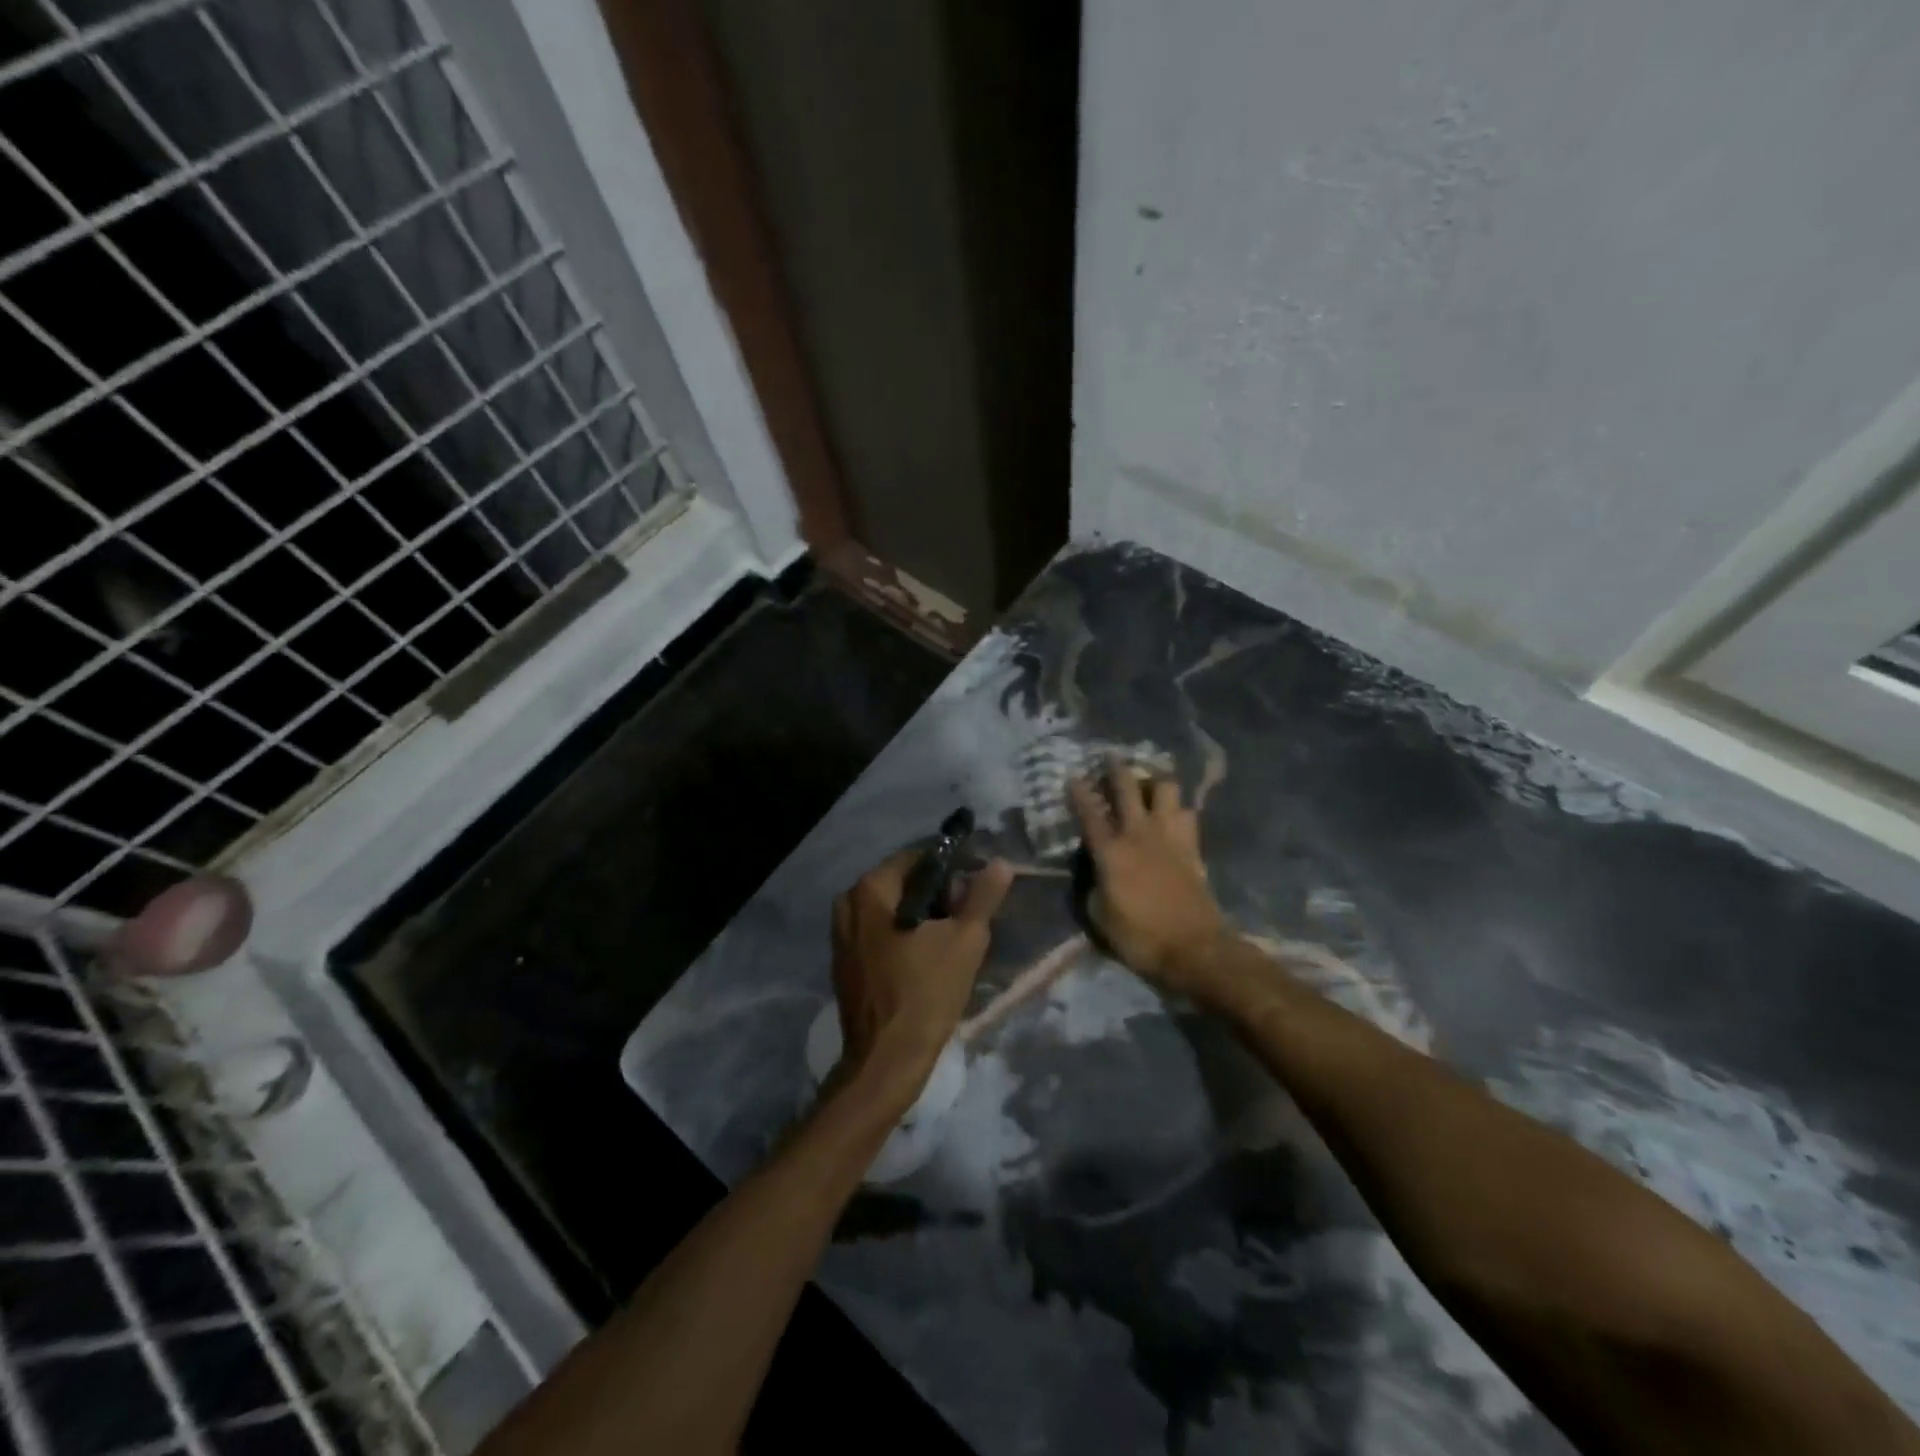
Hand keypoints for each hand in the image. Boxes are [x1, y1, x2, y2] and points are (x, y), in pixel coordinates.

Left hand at [830, 850, 1014, 1093]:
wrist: (887, 1060)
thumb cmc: (926, 992)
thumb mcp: (965, 940)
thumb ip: (982, 896)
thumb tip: (1000, 863)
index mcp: (870, 890)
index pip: (916, 858)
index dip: (950, 865)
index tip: (976, 883)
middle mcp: (848, 905)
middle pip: (901, 884)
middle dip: (936, 893)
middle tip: (967, 914)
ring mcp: (841, 937)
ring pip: (890, 911)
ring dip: (921, 917)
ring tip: (953, 937)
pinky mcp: (844, 965)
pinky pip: (878, 935)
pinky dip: (902, 937)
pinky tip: (927, 958)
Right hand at [1069, 754, 1226, 990]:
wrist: (1194, 948)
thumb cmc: (1139, 937)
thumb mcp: (1100, 917)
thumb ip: (1093, 885)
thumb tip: (1096, 870)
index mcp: (1111, 852)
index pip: (1090, 813)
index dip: (1079, 792)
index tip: (1073, 774)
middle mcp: (1139, 834)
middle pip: (1128, 788)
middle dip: (1116, 769)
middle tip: (1110, 758)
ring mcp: (1169, 836)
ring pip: (1166, 789)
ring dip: (1154, 781)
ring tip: (1148, 783)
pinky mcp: (1192, 845)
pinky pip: (1187, 812)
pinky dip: (1177, 807)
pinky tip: (1173, 811)